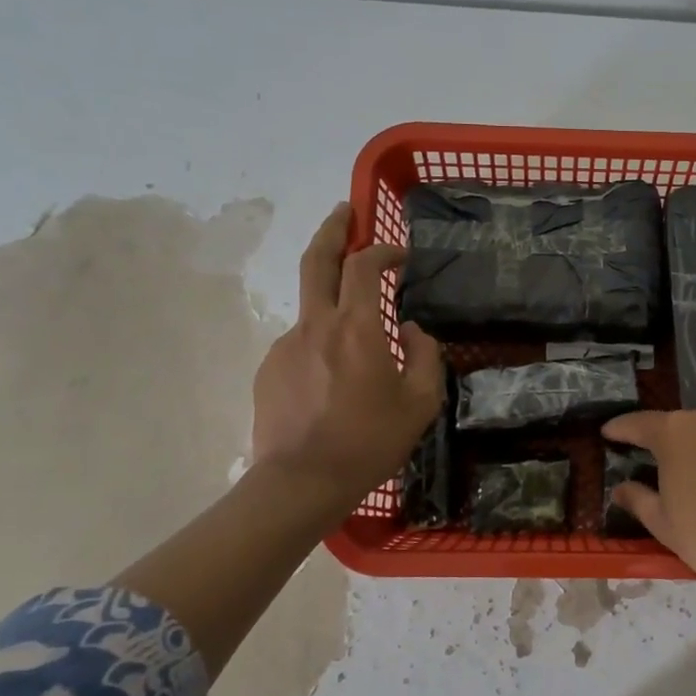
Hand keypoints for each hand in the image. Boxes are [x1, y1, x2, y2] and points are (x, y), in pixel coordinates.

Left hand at [251, 204, 444, 514]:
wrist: (301, 482)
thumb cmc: (369, 442)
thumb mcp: (420, 403)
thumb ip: (425, 355)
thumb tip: (412, 331)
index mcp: (356, 327)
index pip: (365, 266)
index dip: (383, 249)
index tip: (400, 255)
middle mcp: (316, 324)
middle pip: (318, 259)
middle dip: (332, 229)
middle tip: (345, 212)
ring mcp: (287, 345)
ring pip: (311, 306)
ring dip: (332, 299)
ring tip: (357, 335)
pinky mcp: (269, 368)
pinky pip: (301, 342)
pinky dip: (321, 343)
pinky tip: (334, 378)